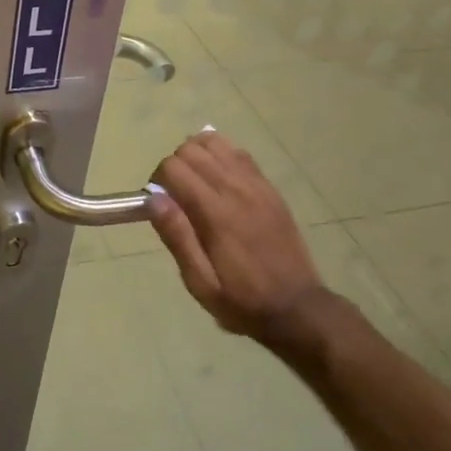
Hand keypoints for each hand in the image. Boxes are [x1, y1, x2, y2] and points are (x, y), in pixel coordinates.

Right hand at [148, 132, 341, 340]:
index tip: (159, 205)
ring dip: (197, 156)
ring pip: (215, 142)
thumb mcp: (200, 282)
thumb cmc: (242, 300)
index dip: (158, 181)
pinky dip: (220, 156)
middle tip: (176, 197)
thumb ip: (177, 237)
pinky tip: (218, 180)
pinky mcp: (269, 188)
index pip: (174, 167)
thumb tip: (153, 198)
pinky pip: (239, 153)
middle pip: (191, 149)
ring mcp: (256, 185)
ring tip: (195, 184)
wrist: (298, 307)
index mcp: (215, 213)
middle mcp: (236, 189)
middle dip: (175, 166)